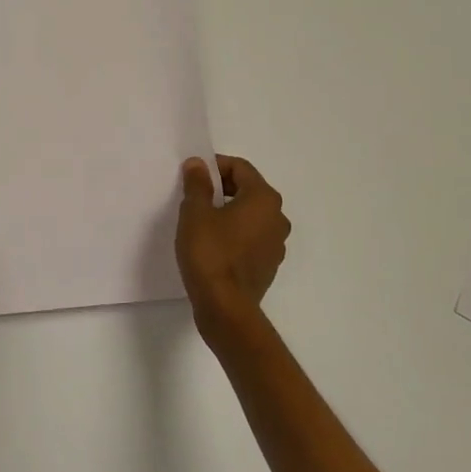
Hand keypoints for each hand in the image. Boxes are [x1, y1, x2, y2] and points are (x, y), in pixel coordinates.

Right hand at [175, 155, 288, 340]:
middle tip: (194, 196)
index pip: (240, 168)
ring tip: (201, 221)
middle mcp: (277, 217)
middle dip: (221, 187)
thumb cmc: (210, 253)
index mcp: (263, 199)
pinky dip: (235, 233)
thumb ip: (197, 184)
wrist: (225, 307)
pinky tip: (213, 244)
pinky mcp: (269, 265)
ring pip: (251, 215)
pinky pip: (251, 237)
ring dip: (229, 211)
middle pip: (248, 189)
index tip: (192, 176)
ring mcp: (276, 243)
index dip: (215, 166)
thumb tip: (198, 164)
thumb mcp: (195, 213)